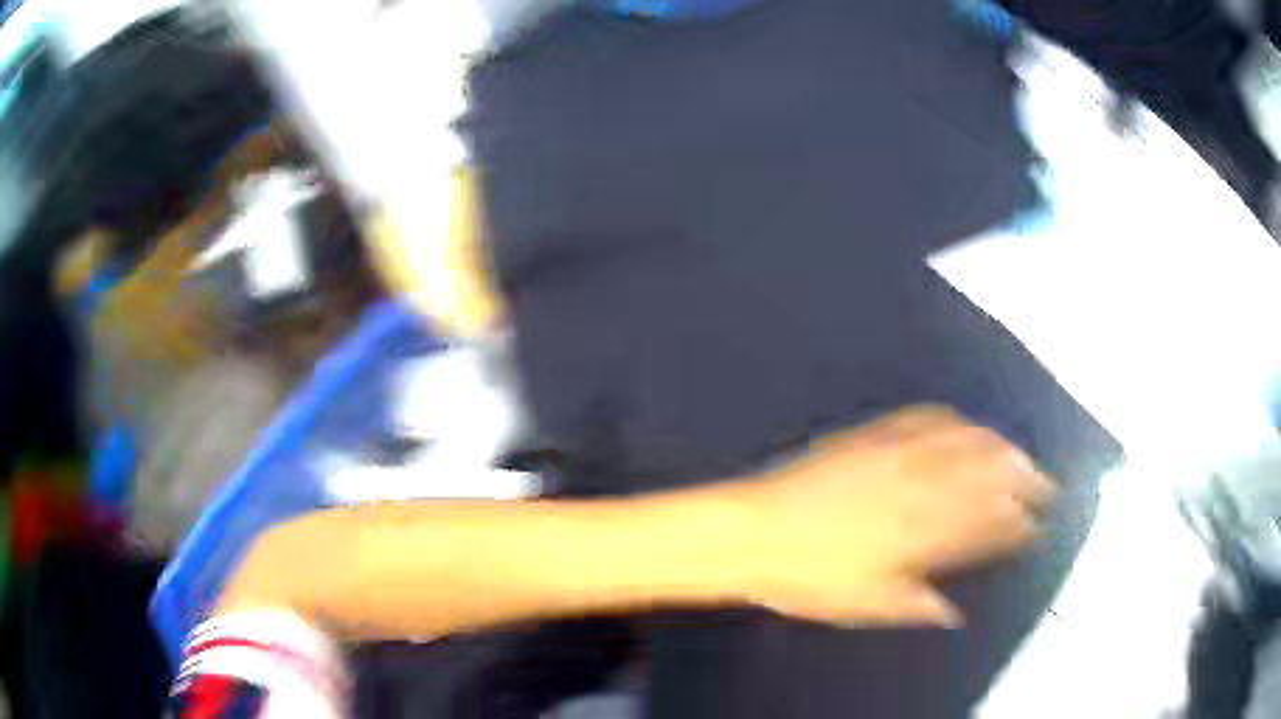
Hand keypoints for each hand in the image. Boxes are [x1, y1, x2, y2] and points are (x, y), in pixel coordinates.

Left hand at [736, 405, 1054, 627]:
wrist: (756, 532)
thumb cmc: (807, 578)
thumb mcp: (864, 605)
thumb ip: (915, 605)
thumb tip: (949, 612)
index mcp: (918, 538)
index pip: (982, 529)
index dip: (1015, 527)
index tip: (1035, 526)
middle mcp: (916, 493)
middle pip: (984, 481)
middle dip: (1022, 482)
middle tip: (1044, 485)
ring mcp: (895, 459)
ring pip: (962, 446)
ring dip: (998, 447)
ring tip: (1020, 453)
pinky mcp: (871, 438)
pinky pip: (922, 420)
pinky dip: (952, 420)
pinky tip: (964, 422)